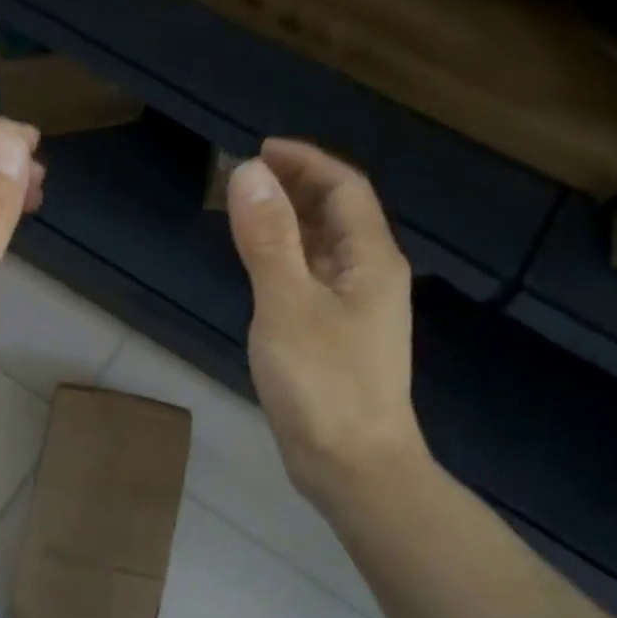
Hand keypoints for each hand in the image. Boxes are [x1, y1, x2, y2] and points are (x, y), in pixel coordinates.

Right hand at [226, 138, 424, 510]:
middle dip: (296, 190)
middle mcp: (372, 279)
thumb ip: (268, 238)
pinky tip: (263, 274)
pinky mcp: (339, 343)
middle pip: (339, 216)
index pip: (344, 189)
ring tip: (247, 217)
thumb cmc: (323, 384)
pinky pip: (315, 283)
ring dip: (291, 226)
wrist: (353, 466)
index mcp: (371, 260)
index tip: (259, 151)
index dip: (305, 162)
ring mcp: (357, 314)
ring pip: (326, 252)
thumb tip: (248, 172)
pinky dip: (288, 264)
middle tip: (245, 182)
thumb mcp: (286, 305)